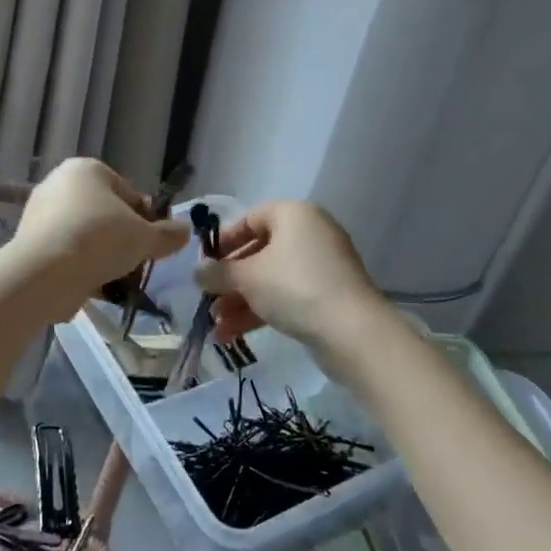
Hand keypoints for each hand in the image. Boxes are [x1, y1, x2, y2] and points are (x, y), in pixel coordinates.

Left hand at [8, 159, 189, 317]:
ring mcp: (40, 213)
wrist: (45, 272)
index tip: (152, 243)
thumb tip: (184, 231)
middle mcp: (58, 183)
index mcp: (86, 169)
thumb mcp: (145, 237)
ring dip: (103, 257)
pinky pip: (65, 253)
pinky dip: (80, 267)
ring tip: (118, 281)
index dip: (145, 219)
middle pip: (104, 214)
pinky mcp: (29, 242)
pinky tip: (94, 287)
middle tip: (136, 263)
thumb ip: (168, 234)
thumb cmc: (99, 239)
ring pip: (85, 236)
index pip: (127, 192)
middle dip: (122, 240)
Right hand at [194, 201, 385, 348]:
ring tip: (216, 326)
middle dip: (230, 280)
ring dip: (240, 301)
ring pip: (270, 279)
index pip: (250, 219)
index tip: (204, 263)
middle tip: (207, 298)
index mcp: (293, 215)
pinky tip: (233, 335)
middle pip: (259, 252)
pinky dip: (261, 311)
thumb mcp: (247, 277)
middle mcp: (310, 234)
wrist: (353, 332)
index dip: (223, 241)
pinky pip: (286, 296)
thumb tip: (197, 272)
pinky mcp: (328, 296)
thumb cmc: (294, 287)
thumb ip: (217, 272)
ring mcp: (322, 267)